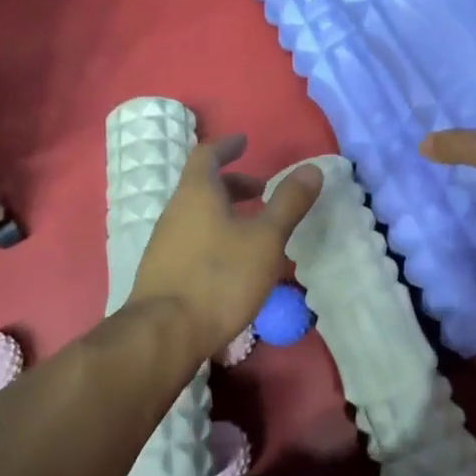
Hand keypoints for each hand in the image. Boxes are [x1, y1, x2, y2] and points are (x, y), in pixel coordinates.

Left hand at [126, 136, 322, 362]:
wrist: (165, 333)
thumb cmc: (220, 277)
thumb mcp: (265, 239)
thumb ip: (288, 203)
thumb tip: (311, 169)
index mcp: (197, 193)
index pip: (208, 155)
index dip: (227, 145)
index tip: (244, 141)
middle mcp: (175, 210)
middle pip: (203, 185)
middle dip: (233, 183)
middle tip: (262, 190)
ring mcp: (165, 242)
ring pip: (198, 214)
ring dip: (225, 211)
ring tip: (254, 228)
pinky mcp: (163, 270)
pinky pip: (192, 238)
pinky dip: (215, 235)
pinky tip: (233, 261)